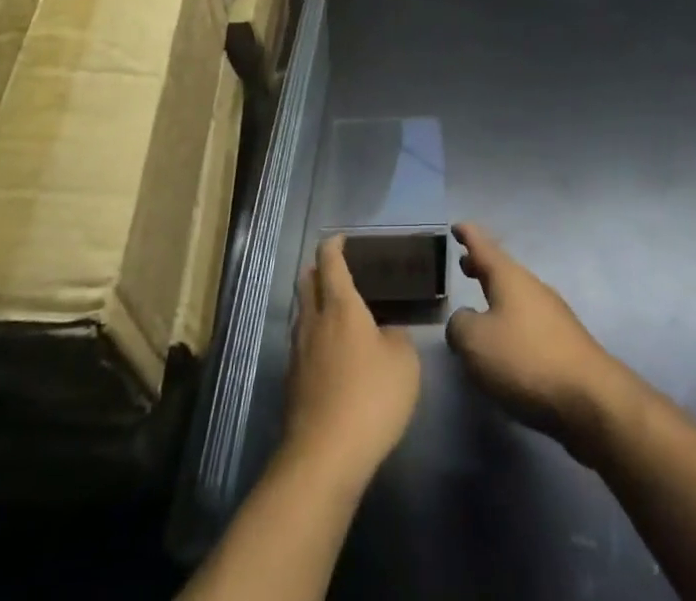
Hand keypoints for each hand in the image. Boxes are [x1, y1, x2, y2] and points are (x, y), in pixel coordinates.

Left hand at [281, 235, 420, 492]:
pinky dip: (314, 338)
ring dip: (315, 304)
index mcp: (341, 305)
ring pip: (302, 313)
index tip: (344, 239)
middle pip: (307, 281)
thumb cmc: (370, 398)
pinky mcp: (291, 382)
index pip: (330, 260)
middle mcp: (313, 320)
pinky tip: (331, 356)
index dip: (335, 244)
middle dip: (318, 270)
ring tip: (337, 314)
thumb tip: (385, 333)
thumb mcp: (404, 363)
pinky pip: (301, 344)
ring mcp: (297, 351)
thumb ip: (397, 338)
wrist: (324, 457)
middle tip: (339, 271)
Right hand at [445, 223, 633, 461]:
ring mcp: (553, 315)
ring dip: (497, 296)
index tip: (456, 225)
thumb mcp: (475, 341)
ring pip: (517, 296)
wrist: (590, 400)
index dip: (468, 235)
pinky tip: (505, 344)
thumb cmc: (526, 360)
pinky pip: (529, 322)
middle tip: (464, 264)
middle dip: (483, 266)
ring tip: (480, 306)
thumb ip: (459, 325)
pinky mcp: (564, 345)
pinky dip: (511, 321)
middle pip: (503, 270)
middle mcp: (532, 288)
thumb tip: (464, 321)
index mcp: (509, 278)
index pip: (483, 247)